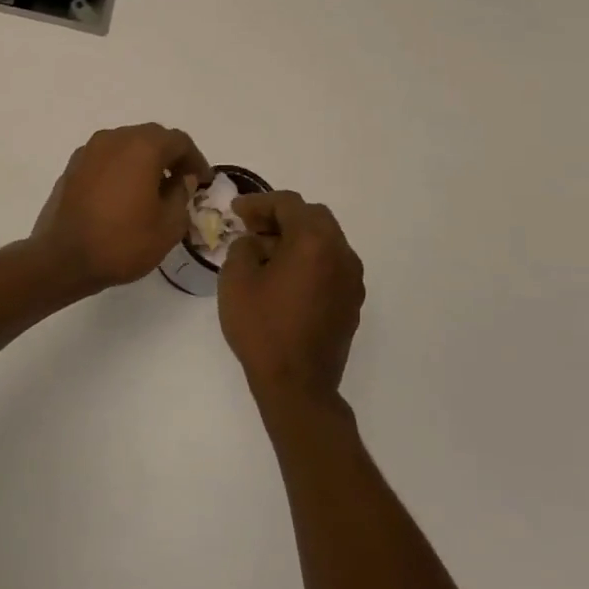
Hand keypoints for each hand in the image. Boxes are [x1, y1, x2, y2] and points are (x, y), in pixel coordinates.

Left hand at [31, 124, 212, 291]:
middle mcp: (114, 139)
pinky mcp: (72, 166)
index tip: (202, 181)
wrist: (62, 258)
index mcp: (142, 147)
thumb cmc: (122, 243)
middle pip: (151, 137)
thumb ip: (182, 195)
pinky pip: (106, 158)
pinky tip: (125, 194)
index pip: (179, 141)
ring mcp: (89, 150)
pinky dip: (121, 168)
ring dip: (144, 160)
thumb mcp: (168, 226)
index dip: (196, 160)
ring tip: (153, 189)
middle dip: (170, 157)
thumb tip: (182, 179)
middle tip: (181, 182)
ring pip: (126, 145)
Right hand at [218, 191, 365, 406]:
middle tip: (252, 228)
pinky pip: (331, 264)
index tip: (235, 211)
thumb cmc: (262, 328)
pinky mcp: (352, 301)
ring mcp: (352, 279)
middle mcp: (341, 253)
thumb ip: (244, 247)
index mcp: (314, 242)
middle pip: (313, 217)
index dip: (259, 202)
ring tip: (266, 253)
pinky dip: (309, 259)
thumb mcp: (235, 279)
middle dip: (281, 216)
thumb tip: (256, 242)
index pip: (288, 204)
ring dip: (297, 237)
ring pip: (326, 240)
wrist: (297, 385)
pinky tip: (286, 278)